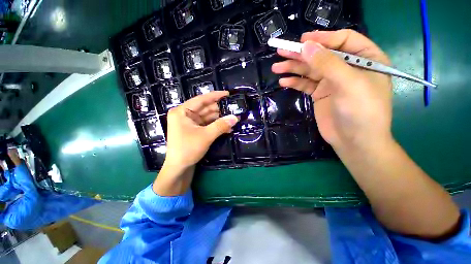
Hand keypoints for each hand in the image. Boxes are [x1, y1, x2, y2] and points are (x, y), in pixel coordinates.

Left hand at [164, 91, 238, 168]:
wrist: (179, 168)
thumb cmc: (188, 149)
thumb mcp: (206, 136)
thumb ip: (221, 125)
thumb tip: (236, 117)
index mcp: (182, 111)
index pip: (201, 99)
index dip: (215, 96)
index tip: (227, 94)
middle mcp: (185, 115)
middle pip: (205, 108)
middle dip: (220, 109)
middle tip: (234, 109)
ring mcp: (190, 123)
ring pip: (208, 117)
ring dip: (220, 118)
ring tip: (232, 118)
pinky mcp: (194, 130)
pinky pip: (207, 124)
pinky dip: (216, 125)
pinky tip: (227, 127)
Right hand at [272, 29, 392, 150]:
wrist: (354, 141)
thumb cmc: (361, 111)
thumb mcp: (348, 83)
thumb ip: (328, 63)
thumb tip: (306, 46)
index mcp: (365, 58)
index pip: (342, 40)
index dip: (322, 38)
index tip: (302, 41)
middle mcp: (347, 68)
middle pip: (321, 55)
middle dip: (301, 54)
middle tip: (281, 52)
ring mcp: (332, 82)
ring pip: (310, 70)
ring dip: (293, 68)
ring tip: (276, 67)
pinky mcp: (320, 94)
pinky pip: (305, 84)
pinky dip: (295, 82)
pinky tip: (284, 81)